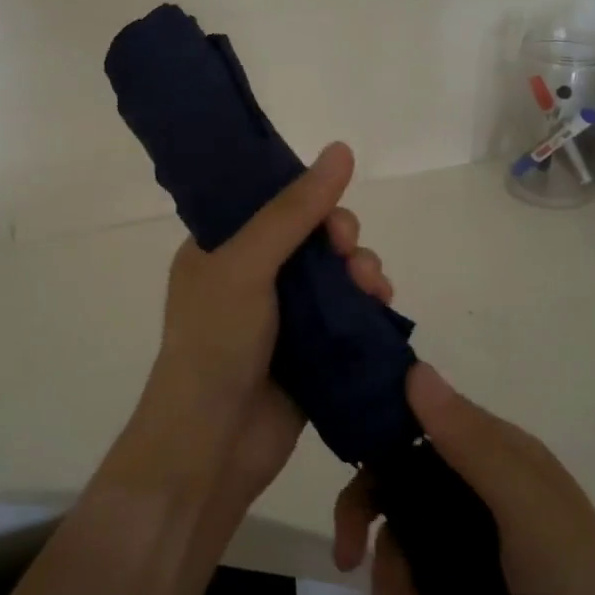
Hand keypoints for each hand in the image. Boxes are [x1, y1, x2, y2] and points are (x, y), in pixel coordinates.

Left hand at [124, 142, 393, 517]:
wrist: (212, 445)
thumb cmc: (216, 342)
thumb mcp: (247, 263)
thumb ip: (293, 210)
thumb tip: (341, 149)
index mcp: (221, 248)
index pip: (271, 203)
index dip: (308, 199)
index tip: (332, 215)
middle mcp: (250, 276)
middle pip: (311, 238)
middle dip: (341, 239)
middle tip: (351, 254)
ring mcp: (281, 316)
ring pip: (334, 275)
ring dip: (361, 270)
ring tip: (374, 288)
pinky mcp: (310, 351)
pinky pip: (346, 314)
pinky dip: (366, 305)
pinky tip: (381, 307)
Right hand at [332, 364, 594, 594]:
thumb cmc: (577, 591)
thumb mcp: (526, 512)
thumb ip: (470, 444)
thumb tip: (414, 368)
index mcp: (497, 453)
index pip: (423, 416)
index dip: (378, 427)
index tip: (342, 454)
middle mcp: (475, 488)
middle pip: (395, 481)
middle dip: (366, 518)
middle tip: (347, 553)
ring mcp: (465, 542)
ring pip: (396, 540)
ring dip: (396, 592)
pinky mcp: (457, 591)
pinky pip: (409, 586)